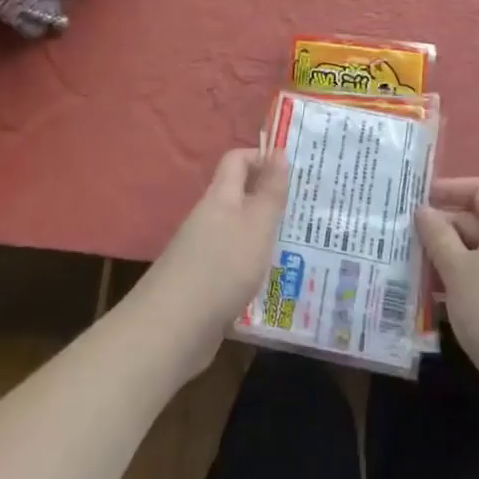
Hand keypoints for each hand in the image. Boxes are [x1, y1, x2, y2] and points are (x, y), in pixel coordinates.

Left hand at [132, 148, 289, 379]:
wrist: (173, 328)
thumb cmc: (222, 266)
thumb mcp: (256, 225)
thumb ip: (270, 191)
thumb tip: (278, 150)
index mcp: (220, 197)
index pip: (237, 160)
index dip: (261, 157)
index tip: (292, 171)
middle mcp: (209, 218)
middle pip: (239, 196)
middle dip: (269, 200)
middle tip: (305, 211)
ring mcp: (203, 252)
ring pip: (238, 232)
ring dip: (263, 235)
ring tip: (298, 247)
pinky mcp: (203, 283)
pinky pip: (233, 263)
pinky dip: (252, 266)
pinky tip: (272, 282)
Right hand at [416, 178, 478, 409]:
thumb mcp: (457, 270)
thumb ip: (437, 235)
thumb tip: (424, 210)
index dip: (449, 189)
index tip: (417, 200)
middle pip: (478, 220)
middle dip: (441, 228)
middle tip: (405, 239)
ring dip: (448, 257)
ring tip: (413, 268)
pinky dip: (463, 280)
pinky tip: (436, 298)